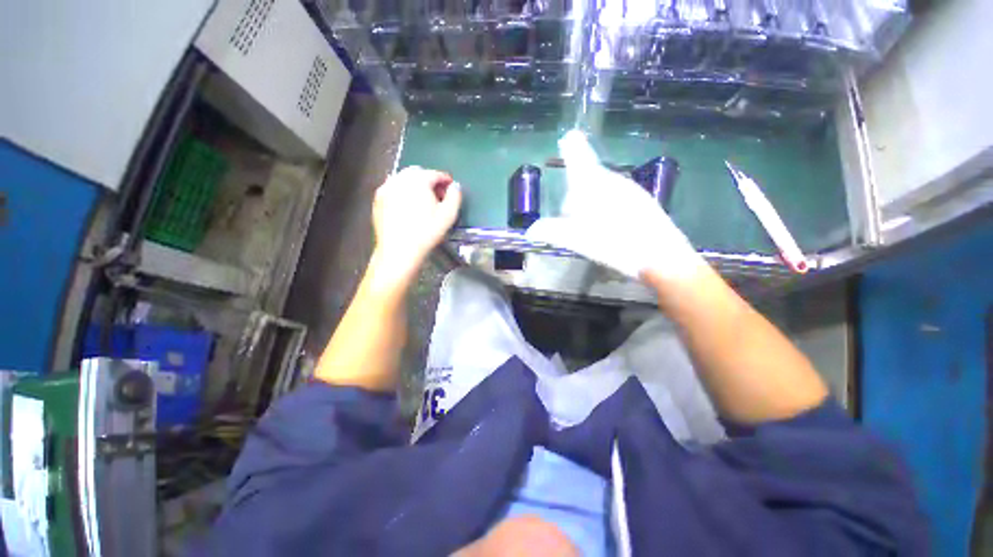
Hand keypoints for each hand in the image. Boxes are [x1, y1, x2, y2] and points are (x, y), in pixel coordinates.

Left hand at [370, 166, 462, 288]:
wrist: (399, 250)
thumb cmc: (427, 232)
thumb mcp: (448, 215)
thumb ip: (455, 196)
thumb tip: (455, 186)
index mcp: (418, 180)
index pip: (435, 174)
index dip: (445, 180)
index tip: (451, 188)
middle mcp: (400, 179)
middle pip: (417, 173)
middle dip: (429, 180)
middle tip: (437, 195)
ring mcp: (386, 188)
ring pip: (403, 179)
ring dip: (415, 185)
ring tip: (423, 201)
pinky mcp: (378, 200)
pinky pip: (393, 189)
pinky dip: (402, 192)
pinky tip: (408, 206)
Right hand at [526, 130, 704, 283]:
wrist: (660, 257)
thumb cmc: (614, 243)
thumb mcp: (577, 239)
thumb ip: (552, 231)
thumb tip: (531, 230)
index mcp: (594, 186)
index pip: (580, 160)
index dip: (573, 149)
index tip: (569, 136)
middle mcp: (613, 181)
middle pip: (588, 180)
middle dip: (576, 194)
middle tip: (571, 220)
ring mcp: (631, 191)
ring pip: (603, 190)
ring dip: (591, 203)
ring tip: (591, 229)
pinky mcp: (643, 203)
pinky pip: (617, 198)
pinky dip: (607, 208)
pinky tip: (610, 229)